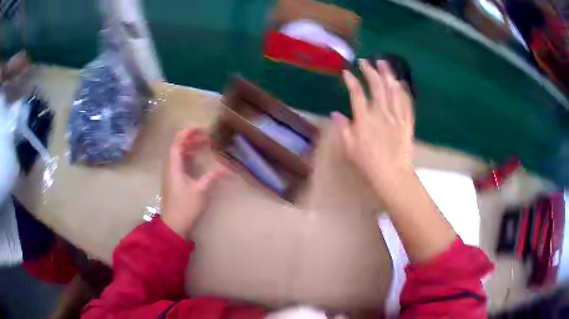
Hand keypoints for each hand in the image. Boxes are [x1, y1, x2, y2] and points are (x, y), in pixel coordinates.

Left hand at [161, 128, 225, 235]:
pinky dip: (187, 156)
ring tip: (203, 144)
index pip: (177, 142)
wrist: (174, 224)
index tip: (201, 128)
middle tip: (206, 136)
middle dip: (190, 138)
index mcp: (173, 166)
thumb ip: (211, 177)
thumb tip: (225, 169)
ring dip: (189, 146)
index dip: (187, 132)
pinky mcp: (173, 180)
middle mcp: (169, 167)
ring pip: (178, 154)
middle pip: (177, 146)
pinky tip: (196, 158)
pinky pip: (179, 162)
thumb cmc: (185, 206)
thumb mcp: (201, 191)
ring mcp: (170, 173)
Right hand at [333, 59, 414, 193]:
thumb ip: (343, 129)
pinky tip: (401, 82)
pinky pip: (406, 103)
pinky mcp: (407, 122)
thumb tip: (335, 113)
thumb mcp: (350, 148)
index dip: (351, 81)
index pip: (357, 94)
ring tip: (383, 62)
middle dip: (370, 71)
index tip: (347, 72)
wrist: (393, 175)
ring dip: (387, 75)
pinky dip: (403, 91)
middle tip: (365, 62)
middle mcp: (381, 113)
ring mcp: (396, 116)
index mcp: (365, 119)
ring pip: (393, 91)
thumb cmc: (368, 163)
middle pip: (376, 87)